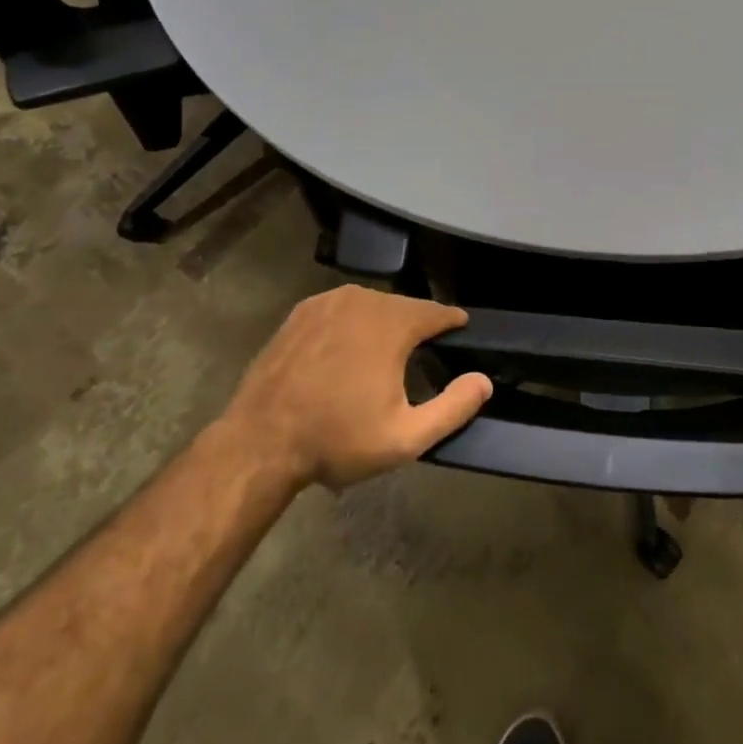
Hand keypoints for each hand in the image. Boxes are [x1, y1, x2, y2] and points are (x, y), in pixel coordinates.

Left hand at [221, 285, 491, 490]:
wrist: (258, 444)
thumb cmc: (336, 440)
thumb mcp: (405, 438)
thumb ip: (453, 408)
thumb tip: (484, 380)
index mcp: (392, 322)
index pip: (437, 311)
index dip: (452, 322)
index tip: (461, 332)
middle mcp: (363, 299)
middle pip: (404, 307)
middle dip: (416, 327)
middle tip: (421, 355)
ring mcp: (327, 301)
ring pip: (372, 306)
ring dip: (383, 325)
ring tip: (385, 355)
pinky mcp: (301, 312)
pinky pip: (342, 310)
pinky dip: (352, 324)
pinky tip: (347, 351)